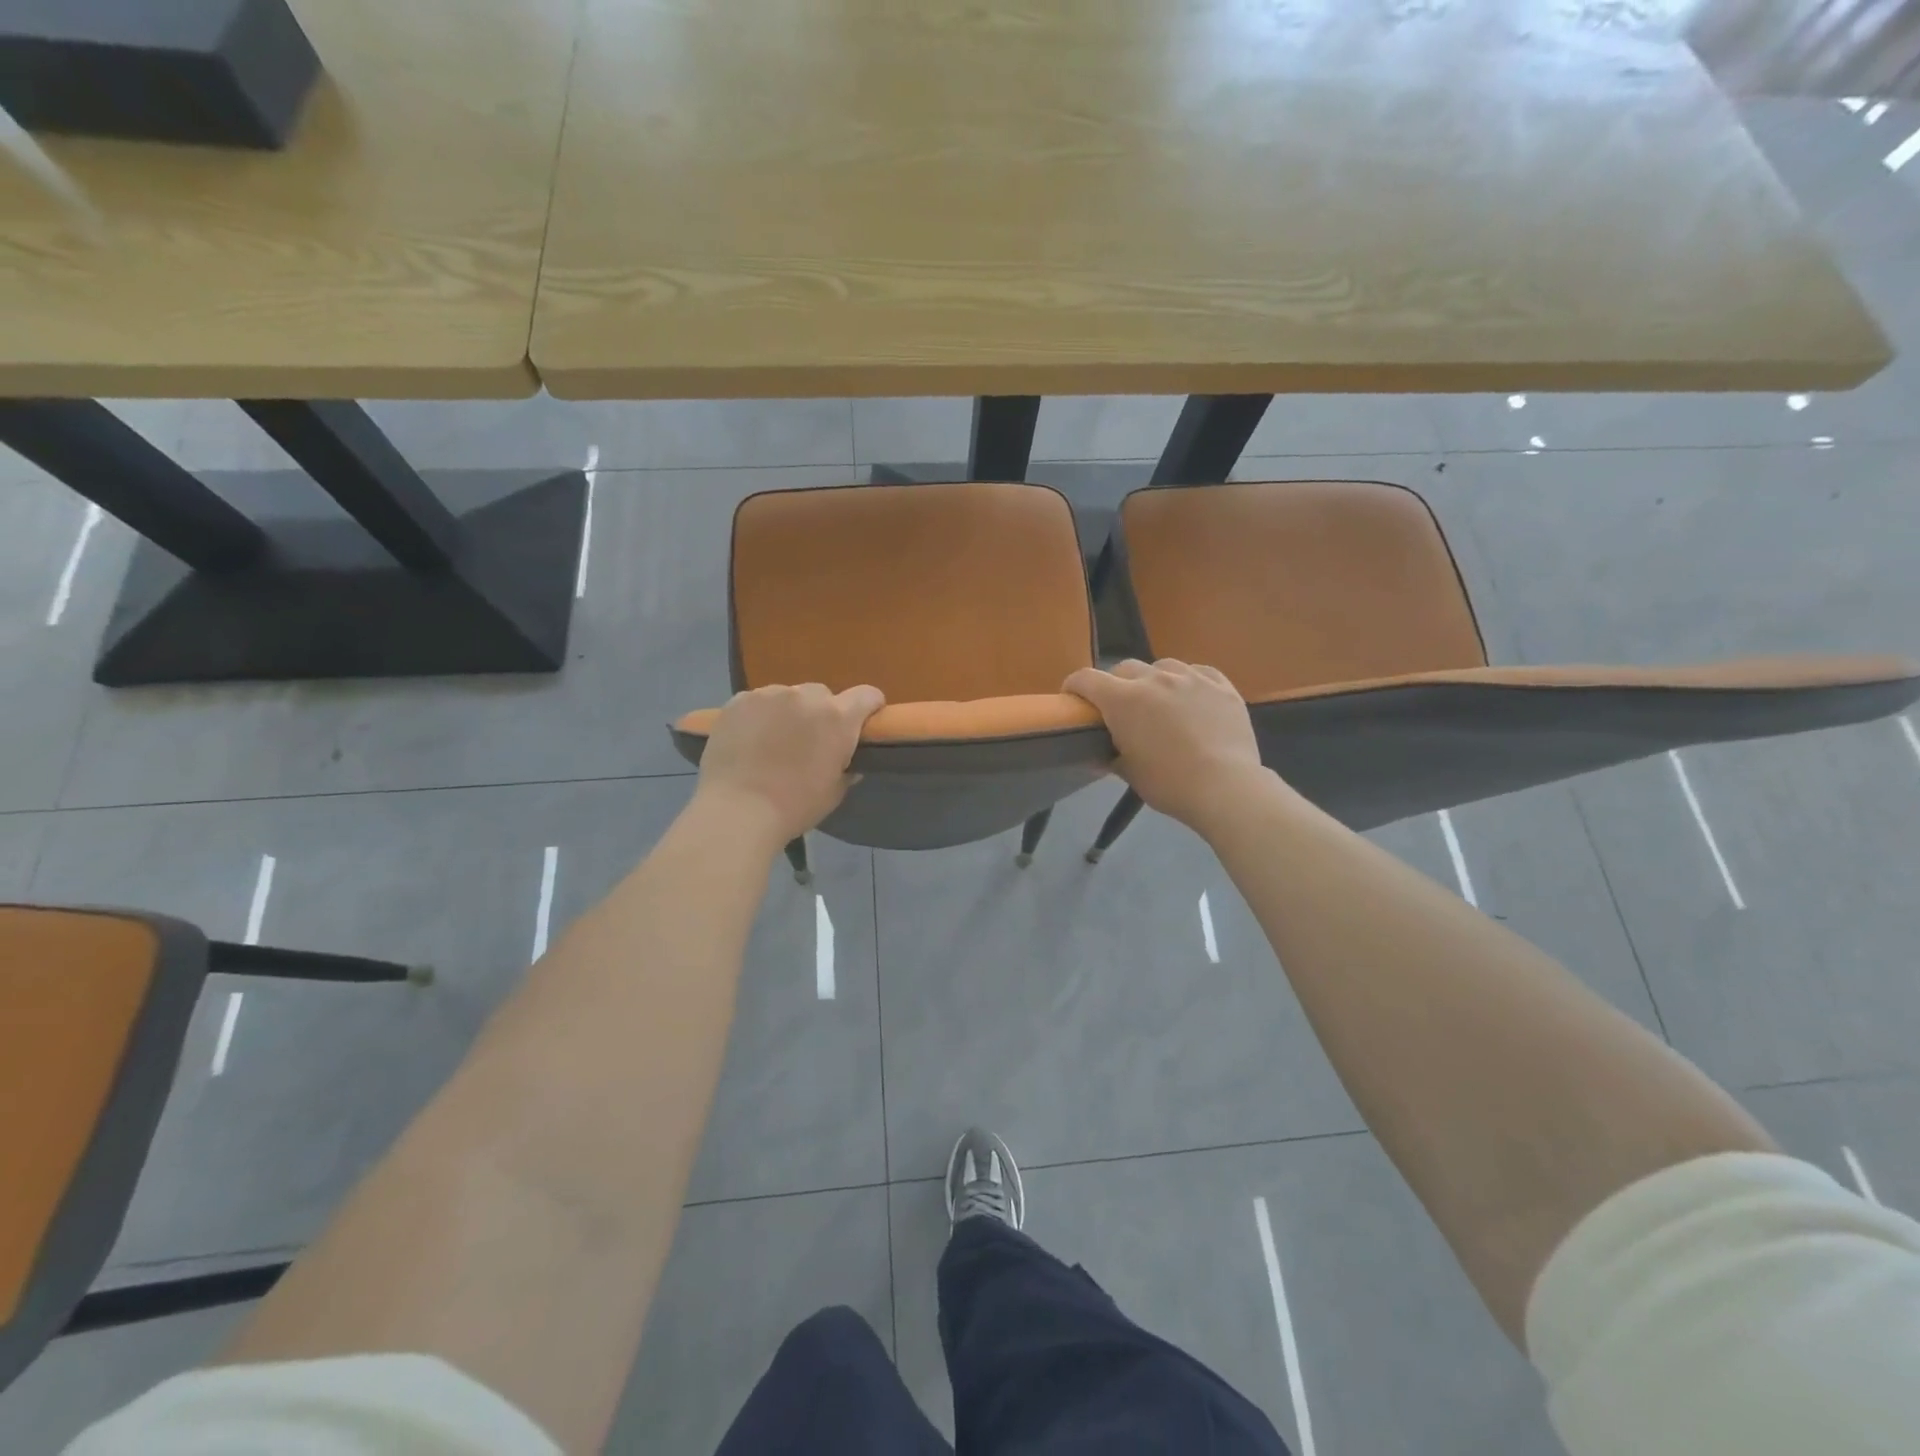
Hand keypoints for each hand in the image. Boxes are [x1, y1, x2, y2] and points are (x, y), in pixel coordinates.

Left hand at [693, 683, 884, 845]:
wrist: (737, 810)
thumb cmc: (794, 806)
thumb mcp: (833, 793)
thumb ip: (846, 770)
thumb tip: (848, 764)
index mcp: (838, 718)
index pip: (868, 695)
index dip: (869, 707)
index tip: (862, 723)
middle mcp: (806, 697)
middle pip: (823, 695)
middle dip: (821, 713)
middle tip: (809, 741)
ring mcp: (769, 694)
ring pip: (788, 696)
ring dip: (788, 712)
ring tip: (774, 741)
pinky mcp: (738, 701)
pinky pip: (757, 702)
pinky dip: (759, 715)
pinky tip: (749, 740)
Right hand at [1063, 659, 1270, 828]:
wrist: (1225, 787)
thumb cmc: (1169, 783)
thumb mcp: (1129, 773)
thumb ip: (1110, 756)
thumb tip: (1096, 755)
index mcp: (1124, 700)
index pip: (1086, 679)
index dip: (1074, 686)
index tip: (1072, 699)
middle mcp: (1154, 679)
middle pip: (1124, 668)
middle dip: (1116, 684)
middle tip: (1120, 708)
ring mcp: (1191, 678)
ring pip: (1162, 666)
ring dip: (1153, 679)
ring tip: (1159, 700)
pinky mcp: (1222, 685)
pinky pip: (1198, 672)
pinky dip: (1188, 680)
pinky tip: (1191, 696)